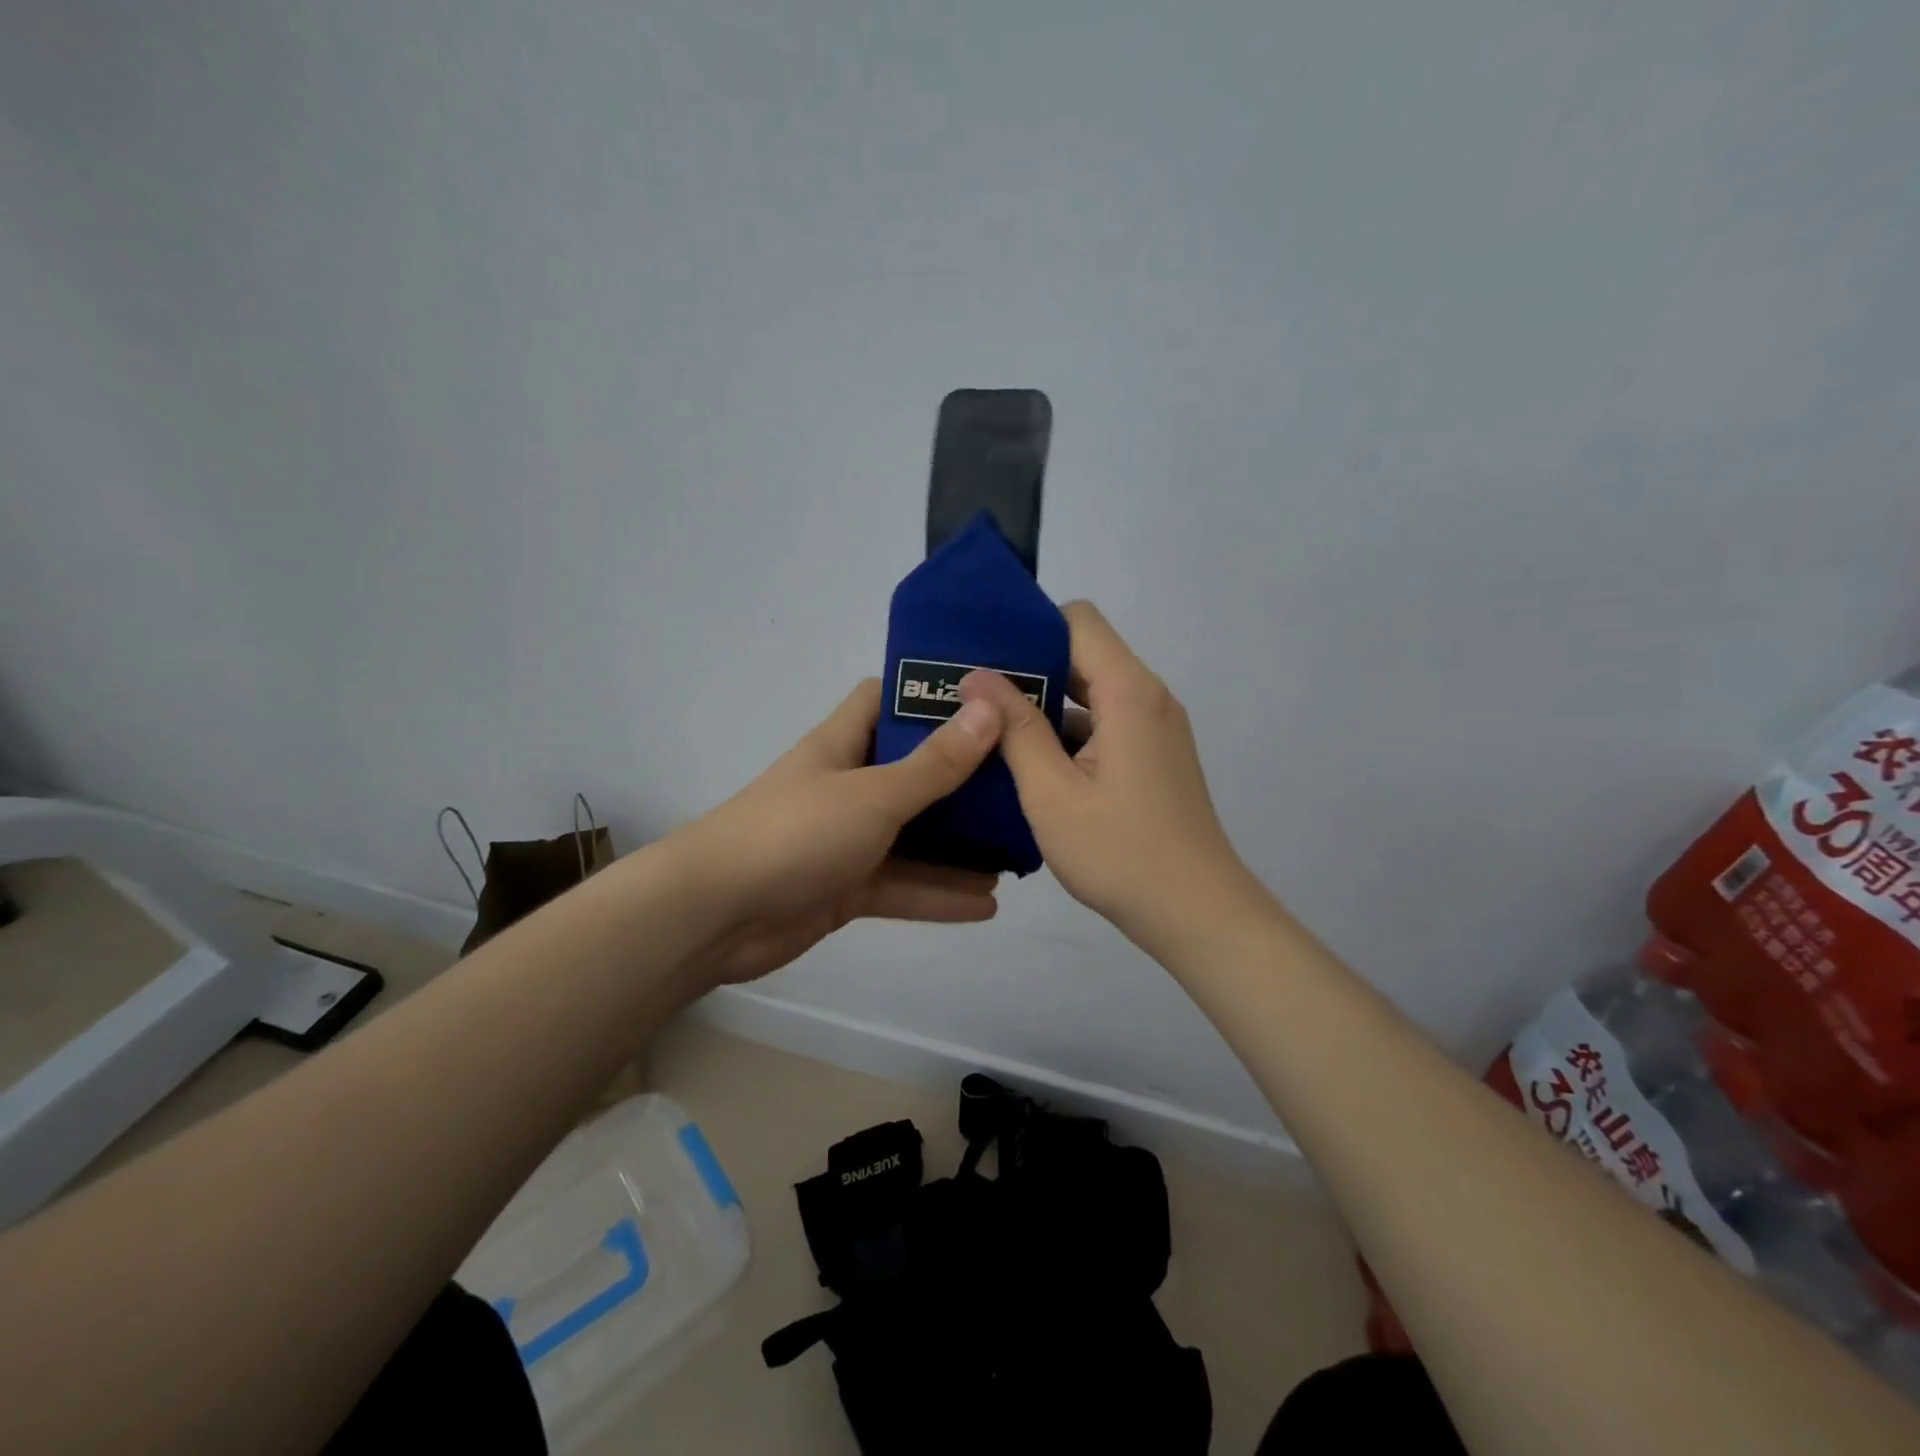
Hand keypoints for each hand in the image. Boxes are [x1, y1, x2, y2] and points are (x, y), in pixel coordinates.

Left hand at [672, 678, 1004, 986]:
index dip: (928, 693)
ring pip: (914, 835)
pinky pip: (902, 885)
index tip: (986, 697)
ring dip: (959, 843)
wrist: (715, 916)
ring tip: (1018, 847)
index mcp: (844, 744)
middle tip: (1023, 778)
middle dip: (963, 776)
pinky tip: (988, 903)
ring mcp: (847, 839)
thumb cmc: (795, 833)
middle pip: (913, 770)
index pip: (885, 699)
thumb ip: (934, 763)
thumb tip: (989, 710)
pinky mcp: (847, 888)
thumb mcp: (873, 794)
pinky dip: (939, 894)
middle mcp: (848, 785)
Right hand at [961, 601, 1274, 960]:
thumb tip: (977, 677)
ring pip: (1092, 693)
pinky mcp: (1153, 757)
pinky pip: (1105, 724)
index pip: (1078, 621)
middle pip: (1084, 654)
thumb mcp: (1053, 793)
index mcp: (1129, 693)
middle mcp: (1149, 698)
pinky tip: (1027, 762)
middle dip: (1029, 668)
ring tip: (988, 727)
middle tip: (971, 693)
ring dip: (1046, 705)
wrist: (1197, 914)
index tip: (984, 655)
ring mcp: (1155, 729)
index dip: (1030, 629)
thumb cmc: (1121, 853)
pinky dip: (1068, 734)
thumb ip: (1015, 729)